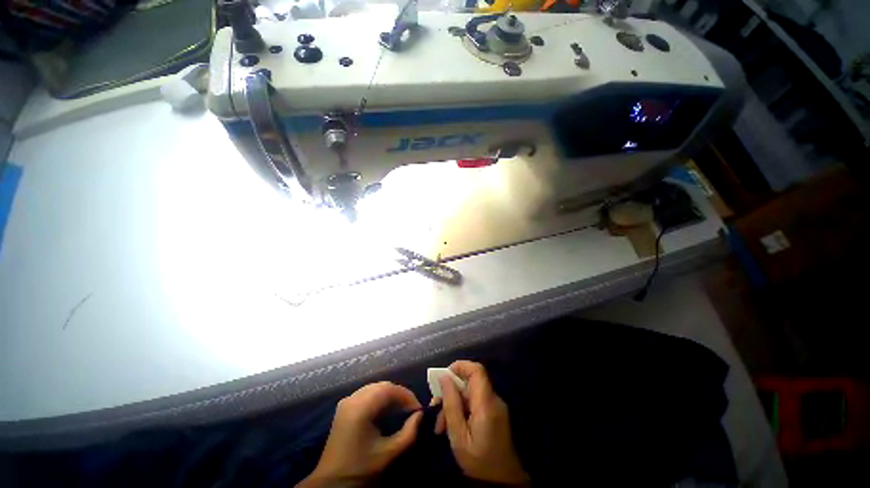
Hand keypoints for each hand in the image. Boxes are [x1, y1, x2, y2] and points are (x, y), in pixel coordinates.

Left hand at [298, 382, 422, 487]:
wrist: (331, 483)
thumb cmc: (360, 468)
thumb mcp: (388, 453)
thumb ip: (408, 433)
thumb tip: (420, 415)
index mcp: (361, 407)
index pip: (389, 389)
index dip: (406, 395)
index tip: (418, 408)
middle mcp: (353, 398)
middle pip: (382, 386)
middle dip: (399, 394)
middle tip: (411, 409)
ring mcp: (347, 401)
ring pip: (374, 388)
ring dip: (390, 395)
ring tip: (401, 409)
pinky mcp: (344, 406)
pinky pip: (366, 393)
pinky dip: (380, 398)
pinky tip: (386, 410)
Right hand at [434, 361, 529, 485]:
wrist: (504, 482)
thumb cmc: (480, 462)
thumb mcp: (459, 436)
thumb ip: (451, 405)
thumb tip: (444, 378)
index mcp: (486, 404)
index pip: (477, 370)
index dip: (460, 366)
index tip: (444, 375)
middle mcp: (493, 400)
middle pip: (470, 383)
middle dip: (451, 391)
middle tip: (435, 407)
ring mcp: (495, 406)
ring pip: (470, 394)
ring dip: (454, 404)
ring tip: (441, 426)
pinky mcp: (494, 414)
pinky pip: (475, 403)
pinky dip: (462, 410)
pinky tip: (452, 426)